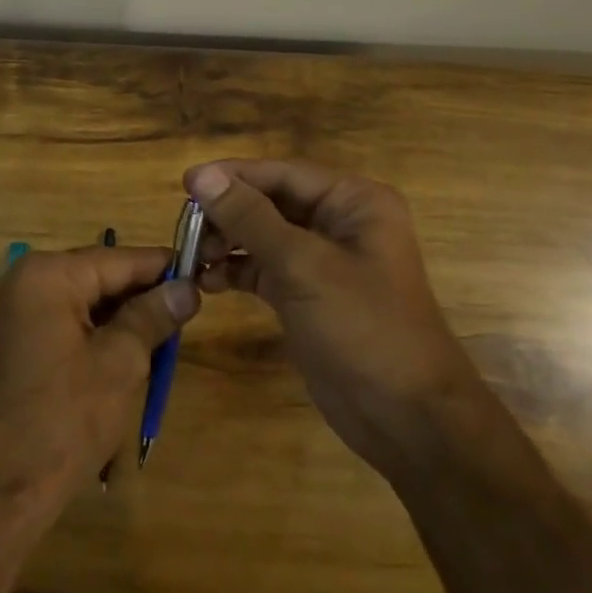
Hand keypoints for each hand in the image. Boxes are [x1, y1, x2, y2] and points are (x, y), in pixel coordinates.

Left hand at [0, 245, 199, 523]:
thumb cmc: (63, 419)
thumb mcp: (119, 363)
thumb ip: (153, 316)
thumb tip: (187, 288)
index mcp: (47, 275)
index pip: (118, 258)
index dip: (162, 267)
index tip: (202, 272)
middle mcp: (25, 282)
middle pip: (99, 277)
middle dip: (143, 294)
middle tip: (190, 310)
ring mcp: (15, 313)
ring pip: (84, 302)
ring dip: (122, 318)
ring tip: (166, 335)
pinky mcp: (14, 343)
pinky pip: (66, 323)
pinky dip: (97, 334)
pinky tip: (129, 354)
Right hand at [185, 159, 479, 477]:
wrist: (406, 418)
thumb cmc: (363, 327)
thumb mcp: (302, 265)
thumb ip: (249, 217)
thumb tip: (200, 176)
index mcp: (353, 201)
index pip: (282, 174)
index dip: (232, 176)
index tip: (184, 184)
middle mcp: (339, 223)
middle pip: (270, 202)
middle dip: (227, 213)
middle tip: (184, 229)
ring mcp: (322, 261)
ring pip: (262, 236)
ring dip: (226, 242)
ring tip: (191, 257)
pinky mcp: (306, 294)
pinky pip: (263, 268)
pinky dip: (236, 270)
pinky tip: (207, 281)